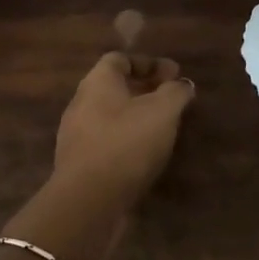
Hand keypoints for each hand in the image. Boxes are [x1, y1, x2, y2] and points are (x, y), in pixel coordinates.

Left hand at [53, 53, 194, 203]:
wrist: (88, 200)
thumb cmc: (126, 143)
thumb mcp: (162, 112)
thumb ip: (175, 93)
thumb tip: (183, 84)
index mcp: (97, 82)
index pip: (119, 59)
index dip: (148, 63)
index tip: (174, 74)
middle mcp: (81, 103)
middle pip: (113, 87)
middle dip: (144, 90)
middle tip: (171, 99)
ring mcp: (76, 135)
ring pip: (109, 116)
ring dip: (135, 117)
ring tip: (162, 128)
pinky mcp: (79, 163)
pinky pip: (106, 142)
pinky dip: (126, 141)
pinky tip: (144, 155)